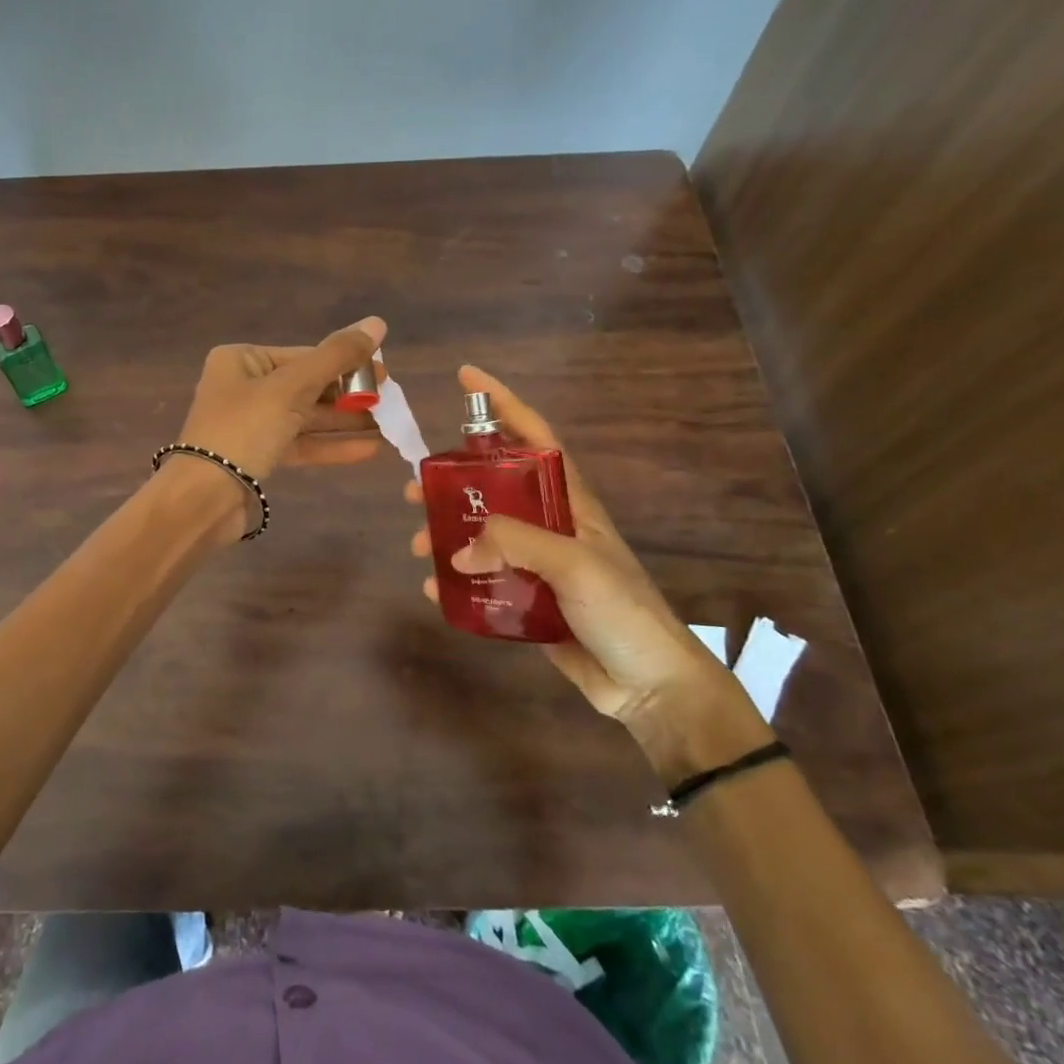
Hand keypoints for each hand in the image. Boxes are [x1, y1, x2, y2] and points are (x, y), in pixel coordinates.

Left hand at [177, 316, 386, 480]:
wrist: (203, 498)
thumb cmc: (244, 430)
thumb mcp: (292, 388)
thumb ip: (336, 357)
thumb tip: (377, 322)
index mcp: (242, 360)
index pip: (304, 355)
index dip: (347, 363)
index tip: (385, 374)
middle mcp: (244, 387)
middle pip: (307, 385)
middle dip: (349, 396)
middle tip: (391, 402)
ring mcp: (251, 424)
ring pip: (306, 417)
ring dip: (346, 422)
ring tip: (389, 426)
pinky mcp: (259, 456)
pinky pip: (301, 444)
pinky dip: (332, 446)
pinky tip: (370, 450)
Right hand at [406, 365, 715, 722]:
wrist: (649, 685)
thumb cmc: (622, 610)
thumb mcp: (575, 563)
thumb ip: (515, 542)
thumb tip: (458, 548)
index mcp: (570, 502)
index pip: (536, 436)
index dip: (504, 403)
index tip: (466, 378)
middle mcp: (550, 525)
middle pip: (494, 486)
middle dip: (453, 481)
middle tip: (414, 488)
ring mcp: (538, 563)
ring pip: (481, 533)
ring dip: (447, 534)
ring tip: (417, 544)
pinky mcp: (526, 599)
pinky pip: (482, 579)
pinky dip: (455, 580)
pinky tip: (434, 587)